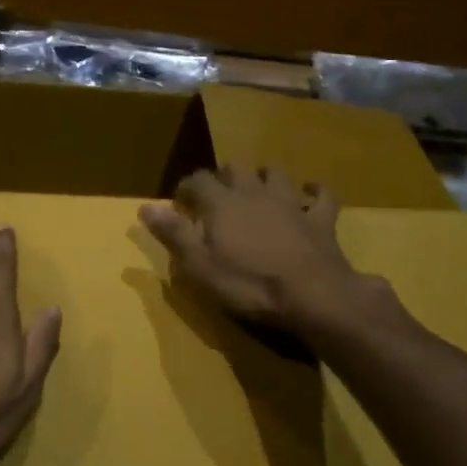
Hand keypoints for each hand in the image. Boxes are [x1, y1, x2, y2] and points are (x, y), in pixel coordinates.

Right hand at [140, 165, 384, 333]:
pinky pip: (321, 196)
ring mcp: (291, 203)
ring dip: (264, 176)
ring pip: (275, 174)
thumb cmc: (248, 283)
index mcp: (221, 203)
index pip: (198, 180)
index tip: (180, 200)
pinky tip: (310, 194)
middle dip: (223, 177)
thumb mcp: (199, 265)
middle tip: (217, 195)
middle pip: (235, 170)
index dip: (187, 187)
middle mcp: (254, 192)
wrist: (312, 295)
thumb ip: (173, 233)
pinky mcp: (320, 219)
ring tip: (258, 187)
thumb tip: (145, 206)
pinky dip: (314, 192)